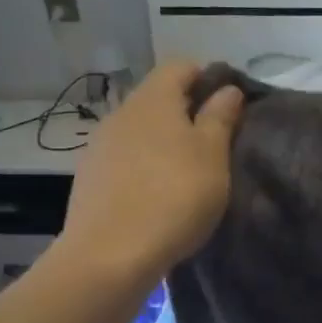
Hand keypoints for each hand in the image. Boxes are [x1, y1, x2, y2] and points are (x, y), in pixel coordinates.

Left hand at [56, 63, 243, 278]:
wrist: (110, 256)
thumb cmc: (174, 196)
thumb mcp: (213, 155)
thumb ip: (221, 116)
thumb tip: (227, 89)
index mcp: (153, 100)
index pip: (180, 66)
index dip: (208, 77)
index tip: (230, 105)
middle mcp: (122, 113)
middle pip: (159, 97)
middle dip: (189, 111)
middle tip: (217, 142)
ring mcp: (100, 146)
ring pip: (141, 129)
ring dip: (166, 140)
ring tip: (190, 171)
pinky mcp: (90, 178)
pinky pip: (126, 157)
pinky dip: (146, 165)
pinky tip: (159, 194)